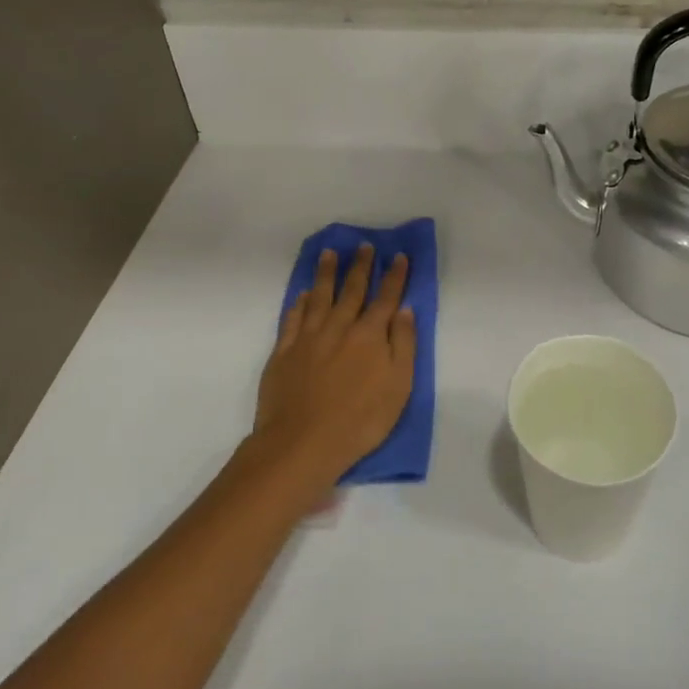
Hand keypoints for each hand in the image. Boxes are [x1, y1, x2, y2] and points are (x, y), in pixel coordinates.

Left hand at [247, 245, 416, 496]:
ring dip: (327, 273)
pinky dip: (299, 303)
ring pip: (319, 296)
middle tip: (365, 246)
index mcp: (370, 335)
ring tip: (330, 254)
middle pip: (352, 290)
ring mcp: (308, 338)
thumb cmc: (360, 420)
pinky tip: (303, 294)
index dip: (394, 276)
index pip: (386, 298)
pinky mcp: (284, 352)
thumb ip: (404, 345)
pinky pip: (293, 318)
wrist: (302, 442)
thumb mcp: (398, 386)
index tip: (399, 256)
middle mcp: (339, 327)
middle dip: (361, 266)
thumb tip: (405, 310)